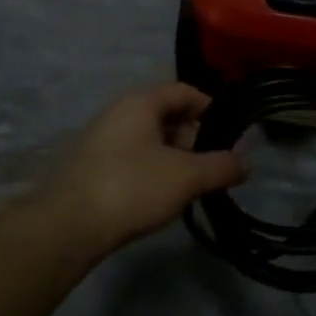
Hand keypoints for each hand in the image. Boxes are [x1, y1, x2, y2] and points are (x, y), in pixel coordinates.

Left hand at [36, 84, 248, 253]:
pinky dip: (152, 169)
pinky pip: (132, 157)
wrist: (69, 224)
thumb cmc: (132, 187)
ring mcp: (102, 138)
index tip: (232, 133)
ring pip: (149, 138)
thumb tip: (247, 161)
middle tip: (213, 165)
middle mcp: (119, 111)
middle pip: (167, 114)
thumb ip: (221, 166)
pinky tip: (160, 196)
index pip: (184, 91)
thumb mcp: (186, 176)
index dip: (211, 108)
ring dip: (174, 157)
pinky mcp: (92, 165)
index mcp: (140, 101)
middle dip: (194, 137)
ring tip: (190, 185)